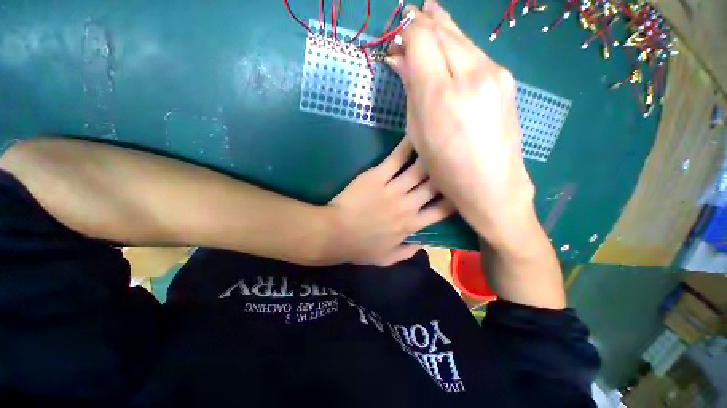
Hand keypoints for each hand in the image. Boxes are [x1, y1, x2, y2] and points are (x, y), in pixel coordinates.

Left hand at [324, 137, 453, 265]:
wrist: (336, 234)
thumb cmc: (360, 247)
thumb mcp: (387, 258)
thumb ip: (408, 252)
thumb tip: (425, 243)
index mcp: (411, 225)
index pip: (442, 211)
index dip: (455, 200)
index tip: (460, 190)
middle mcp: (408, 205)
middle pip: (435, 186)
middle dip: (447, 173)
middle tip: (455, 160)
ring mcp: (393, 189)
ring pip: (419, 170)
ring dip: (431, 156)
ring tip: (440, 143)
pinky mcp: (377, 177)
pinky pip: (396, 159)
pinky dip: (407, 146)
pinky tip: (416, 134)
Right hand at [386, 0, 535, 250]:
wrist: (492, 185)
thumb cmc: (446, 168)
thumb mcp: (419, 134)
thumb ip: (410, 92)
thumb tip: (399, 60)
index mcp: (441, 95)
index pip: (421, 39)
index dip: (407, 32)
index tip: (397, 37)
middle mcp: (471, 75)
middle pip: (443, 31)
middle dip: (423, 22)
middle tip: (410, 17)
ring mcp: (495, 74)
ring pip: (462, 38)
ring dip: (442, 29)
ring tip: (429, 17)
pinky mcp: (506, 79)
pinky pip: (475, 53)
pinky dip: (458, 46)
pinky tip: (450, 47)